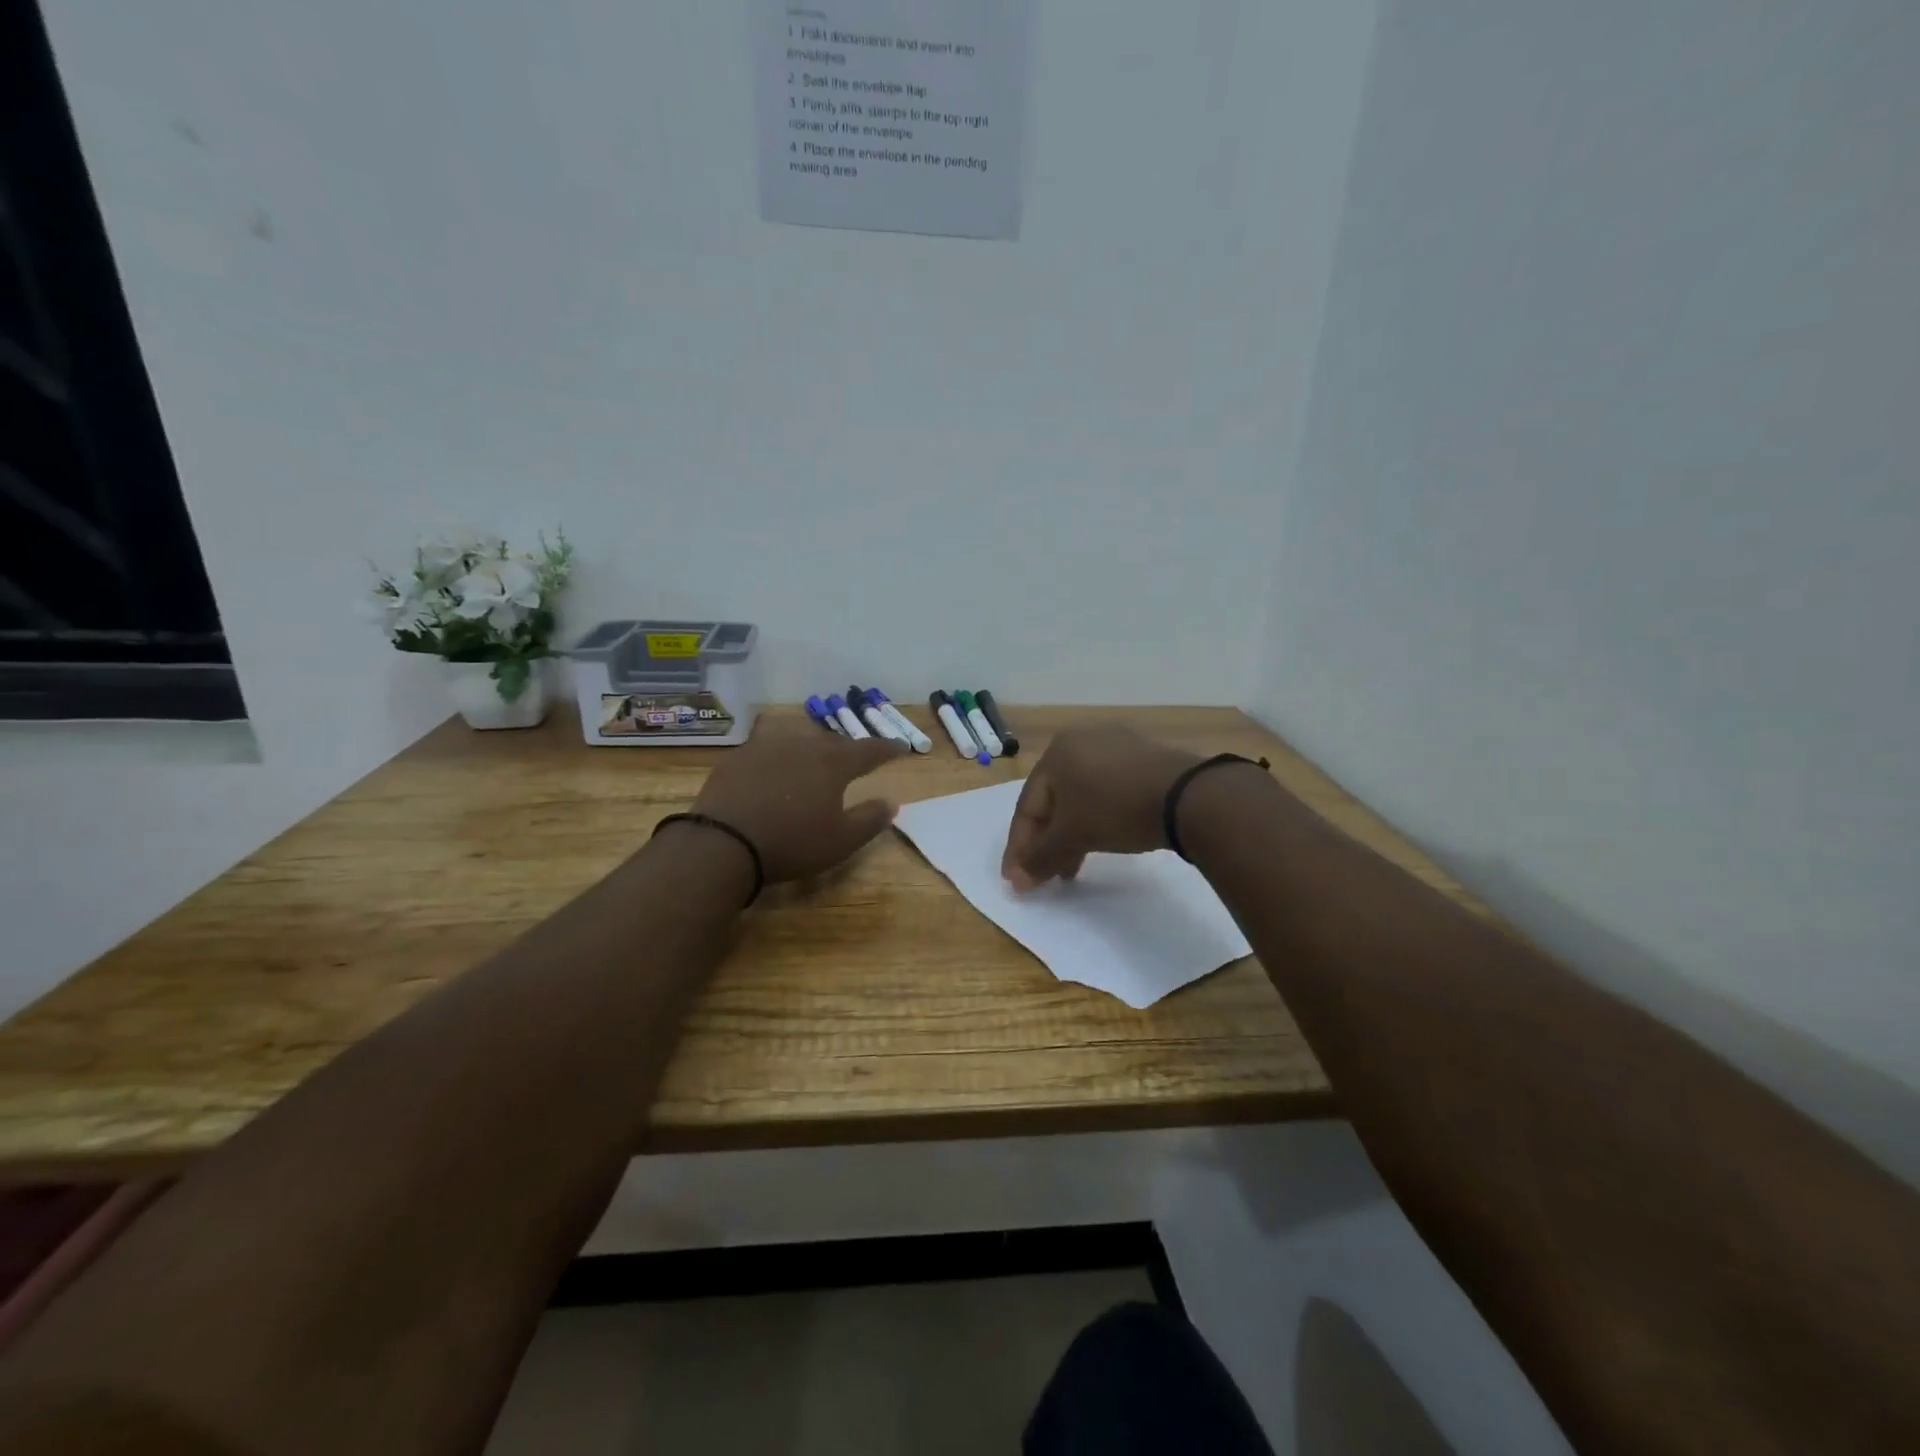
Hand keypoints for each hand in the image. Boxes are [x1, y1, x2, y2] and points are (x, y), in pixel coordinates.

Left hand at [691, 723, 907, 881]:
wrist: (723, 842)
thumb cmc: (792, 842)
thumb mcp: (841, 840)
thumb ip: (870, 819)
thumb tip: (892, 802)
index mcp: (833, 762)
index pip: (869, 749)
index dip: (887, 749)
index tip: (901, 748)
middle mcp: (802, 745)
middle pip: (832, 742)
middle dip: (848, 750)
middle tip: (856, 761)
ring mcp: (766, 746)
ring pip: (798, 738)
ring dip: (811, 747)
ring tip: (814, 758)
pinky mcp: (737, 757)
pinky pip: (766, 747)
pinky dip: (778, 755)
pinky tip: (773, 768)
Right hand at [1000, 725, 1202, 889]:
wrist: (1188, 796)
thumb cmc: (1116, 809)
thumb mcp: (1072, 836)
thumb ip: (1040, 858)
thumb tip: (1017, 880)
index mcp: (1056, 752)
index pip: (1027, 806)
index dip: (1019, 847)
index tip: (1016, 880)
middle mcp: (1081, 741)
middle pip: (1053, 801)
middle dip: (1046, 843)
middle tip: (1045, 877)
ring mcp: (1115, 746)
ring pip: (1080, 797)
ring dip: (1071, 835)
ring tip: (1072, 868)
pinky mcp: (1142, 758)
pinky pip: (1106, 791)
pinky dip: (1097, 818)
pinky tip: (1103, 841)